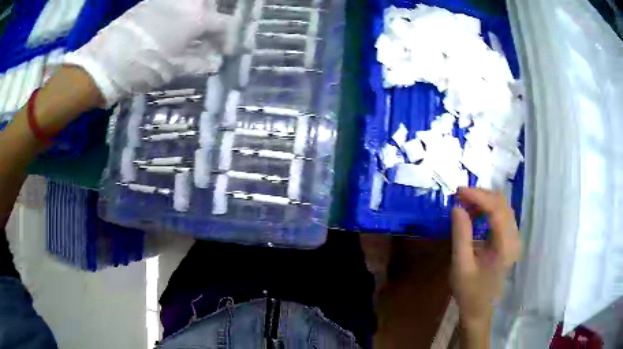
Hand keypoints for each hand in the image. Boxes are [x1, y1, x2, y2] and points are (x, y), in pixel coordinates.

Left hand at [64, 0, 230, 106]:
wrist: (104, 63)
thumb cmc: (142, 68)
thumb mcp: (173, 69)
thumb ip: (198, 62)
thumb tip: (213, 61)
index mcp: (197, 18)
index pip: (224, 24)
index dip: (228, 39)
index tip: (224, 50)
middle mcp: (187, 2)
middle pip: (210, 6)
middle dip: (212, 21)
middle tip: (206, 38)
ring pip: (192, 2)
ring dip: (196, 15)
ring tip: (188, 33)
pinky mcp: (151, 2)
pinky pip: (174, 3)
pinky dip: (179, 13)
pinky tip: (171, 27)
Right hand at [450, 187, 520, 345]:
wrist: (480, 309)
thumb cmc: (470, 292)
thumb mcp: (461, 266)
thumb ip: (461, 235)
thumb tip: (457, 207)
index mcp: (505, 246)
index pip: (496, 209)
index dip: (478, 196)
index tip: (459, 191)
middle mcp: (514, 238)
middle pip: (502, 203)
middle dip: (481, 195)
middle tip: (460, 196)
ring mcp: (514, 238)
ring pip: (503, 207)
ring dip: (485, 201)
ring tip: (466, 203)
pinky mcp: (510, 240)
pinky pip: (502, 215)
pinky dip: (488, 209)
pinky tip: (476, 213)